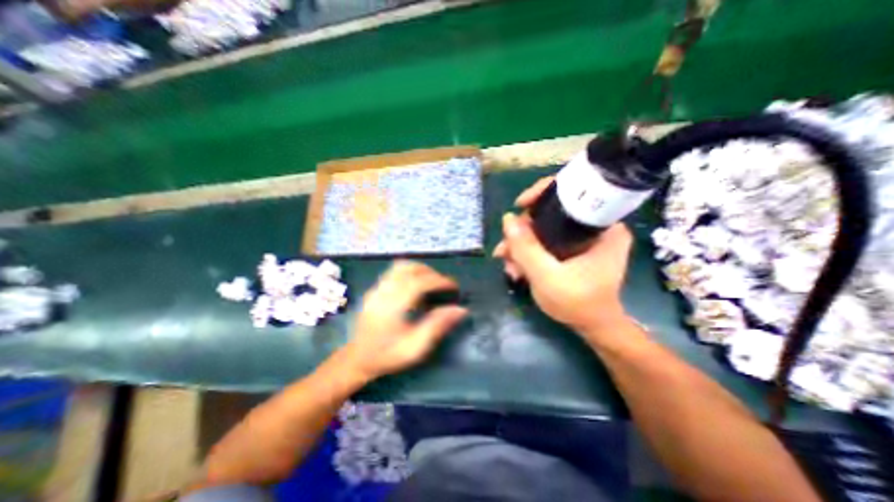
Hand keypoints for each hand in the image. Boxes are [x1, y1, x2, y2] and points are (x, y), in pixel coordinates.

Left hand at [344, 262, 467, 380]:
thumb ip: (437, 326)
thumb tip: (460, 310)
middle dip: (431, 273)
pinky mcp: (374, 289)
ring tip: (431, 282)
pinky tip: (416, 285)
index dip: (439, 281)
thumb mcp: (415, 348)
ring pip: (400, 266)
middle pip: (409, 268)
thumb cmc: (387, 356)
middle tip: (443, 285)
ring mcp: (376, 289)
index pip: (419, 282)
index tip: (453, 287)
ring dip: (420, 269)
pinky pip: (394, 271)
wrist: (357, 360)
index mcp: (393, 307)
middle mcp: (383, 292)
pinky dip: (409, 272)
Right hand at [492, 176, 631, 337]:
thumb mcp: (547, 277)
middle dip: (523, 232)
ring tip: (509, 266)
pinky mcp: (574, 248)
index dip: (542, 194)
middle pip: (552, 213)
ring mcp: (584, 238)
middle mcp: (596, 227)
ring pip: (545, 228)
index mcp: (604, 227)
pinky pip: (547, 240)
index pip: (573, 192)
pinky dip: (530, 252)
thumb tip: (507, 218)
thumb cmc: (578, 304)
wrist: (593, 327)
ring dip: (522, 245)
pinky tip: (517, 267)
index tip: (519, 205)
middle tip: (505, 251)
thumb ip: (526, 249)